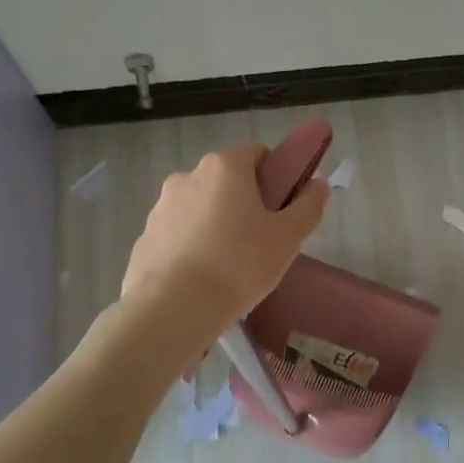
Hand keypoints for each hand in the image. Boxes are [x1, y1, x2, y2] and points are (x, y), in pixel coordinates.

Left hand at [121, 144, 329, 323]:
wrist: (173, 309)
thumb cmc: (239, 265)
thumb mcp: (288, 238)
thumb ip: (308, 206)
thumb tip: (319, 185)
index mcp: (224, 167)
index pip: (257, 153)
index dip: (275, 176)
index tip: (282, 207)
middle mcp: (188, 176)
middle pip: (226, 180)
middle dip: (244, 201)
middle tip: (261, 239)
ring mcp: (161, 206)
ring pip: (200, 206)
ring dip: (216, 223)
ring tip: (229, 264)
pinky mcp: (144, 237)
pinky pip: (178, 233)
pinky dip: (191, 245)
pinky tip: (202, 277)